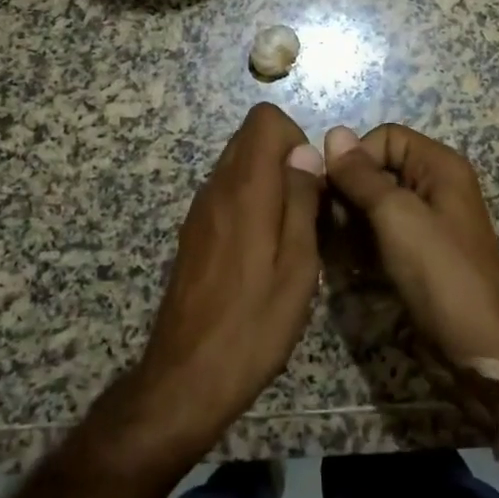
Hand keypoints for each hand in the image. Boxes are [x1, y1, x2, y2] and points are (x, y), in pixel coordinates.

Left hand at [123, 103, 323, 460]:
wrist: (186, 378)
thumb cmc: (253, 325)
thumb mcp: (297, 266)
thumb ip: (301, 201)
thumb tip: (304, 153)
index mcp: (244, 189)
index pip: (264, 119)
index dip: (296, 137)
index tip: (311, 181)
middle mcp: (216, 188)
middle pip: (250, 138)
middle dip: (285, 158)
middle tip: (307, 209)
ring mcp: (200, 210)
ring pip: (238, 165)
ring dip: (269, 182)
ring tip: (290, 234)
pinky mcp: (194, 233)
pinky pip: (227, 193)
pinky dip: (251, 202)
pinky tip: (263, 251)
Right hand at [324, 124, 498, 383]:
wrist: (478, 345)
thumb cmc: (440, 271)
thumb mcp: (396, 215)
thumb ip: (362, 175)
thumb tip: (334, 132)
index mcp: (439, 166)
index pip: (385, 137)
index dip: (357, 157)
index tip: (334, 189)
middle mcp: (434, 186)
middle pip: (378, 169)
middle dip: (350, 191)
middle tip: (329, 222)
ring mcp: (427, 221)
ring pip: (375, 203)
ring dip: (351, 220)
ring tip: (336, 245)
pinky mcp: (418, 253)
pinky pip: (381, 232)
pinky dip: (363, 242)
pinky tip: (348, 262)